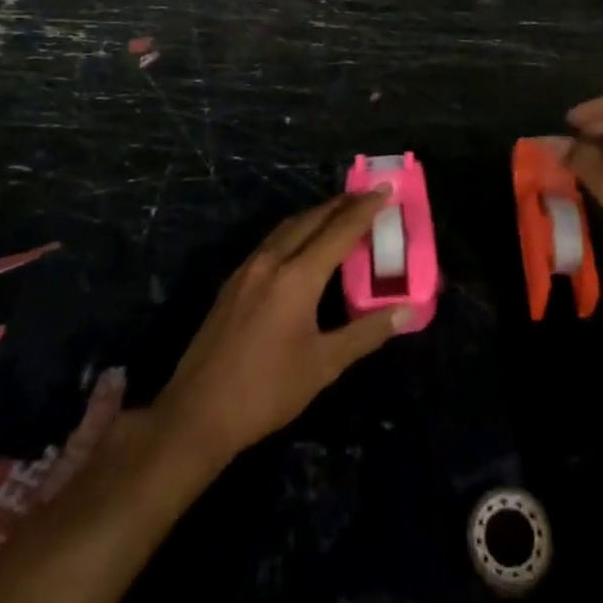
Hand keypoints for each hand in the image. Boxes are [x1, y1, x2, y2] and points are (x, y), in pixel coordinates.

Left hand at [155, 191, 408, 466]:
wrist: (196, 414)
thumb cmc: (266, 391)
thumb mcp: (324, 365)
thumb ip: (366, 333)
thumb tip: (407, 311)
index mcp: (297, 277)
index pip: (339, 231)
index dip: (365, 209)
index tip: (385, 189)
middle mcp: (271, 262)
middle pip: (311, 219)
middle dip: (342, 204)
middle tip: (369, 195)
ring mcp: (247, 270)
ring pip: (287, 227)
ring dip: (316, 214)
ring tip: (341, 213)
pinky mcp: (232, 283)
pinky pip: (271, 242)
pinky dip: (296, 231)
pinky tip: (303, 244)